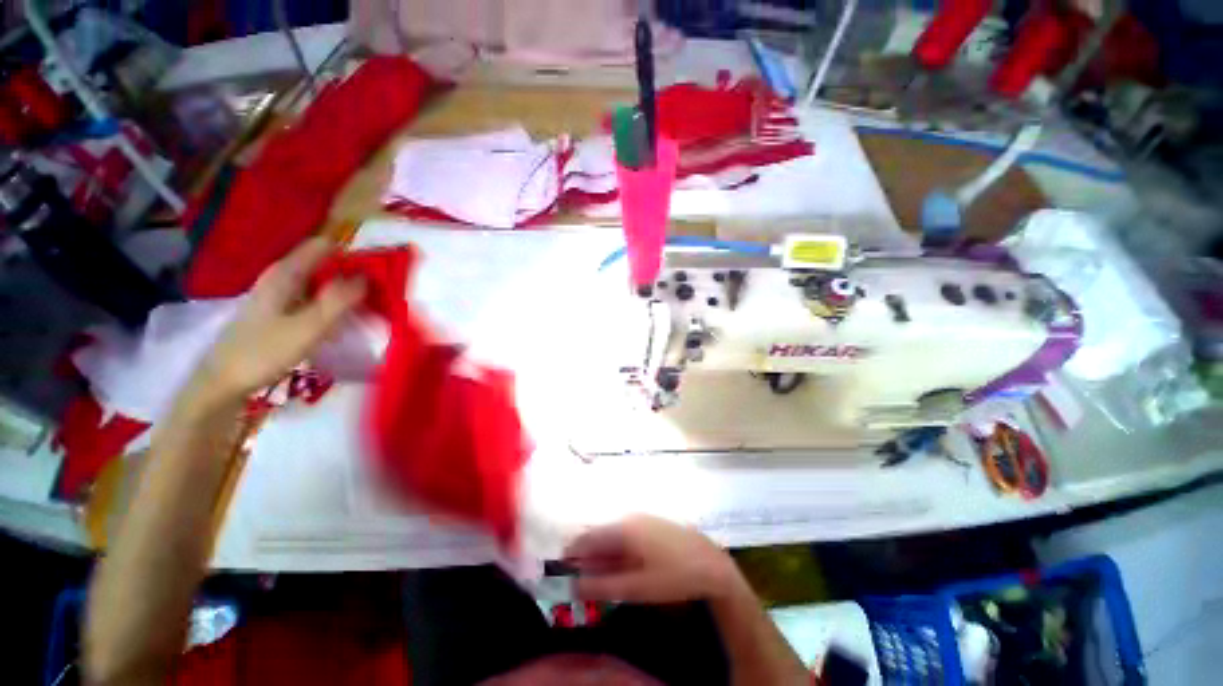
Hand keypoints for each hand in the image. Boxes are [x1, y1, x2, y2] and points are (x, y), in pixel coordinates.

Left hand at [193, 238, 365, 402]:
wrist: (223, 382)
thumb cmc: (264, 352)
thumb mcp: (308, 327)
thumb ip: (338, 301)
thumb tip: (368, 276)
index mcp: (285, 274)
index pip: (323, 247)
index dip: (351, 252)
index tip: (378, 267)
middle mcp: (281, 278)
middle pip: (323, 264)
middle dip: (351, 273)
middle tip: (380, 290)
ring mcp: (278, 295)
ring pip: (319, 282)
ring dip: (343, 290)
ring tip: (368, 305)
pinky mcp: (279, 312)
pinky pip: (313, 299)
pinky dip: (331, 304)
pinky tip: (343, 321)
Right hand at [564, 515, 743, 603]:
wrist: (712, 565)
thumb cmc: (673, 576)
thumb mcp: (637, 587)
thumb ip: (603, 586)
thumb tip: (575, 586)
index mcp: (623, 528)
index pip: (587, 537)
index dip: (571, 553)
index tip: (562, 571)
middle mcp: (630, 518)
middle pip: (600, 535)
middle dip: (587, 557)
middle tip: (581, 582)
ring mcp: (643, 520)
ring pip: (613, 537)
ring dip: (603, 557)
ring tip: (599, 580)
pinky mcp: (653, 525)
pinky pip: (627, 537)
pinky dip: (618, 553)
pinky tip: (621, 569)